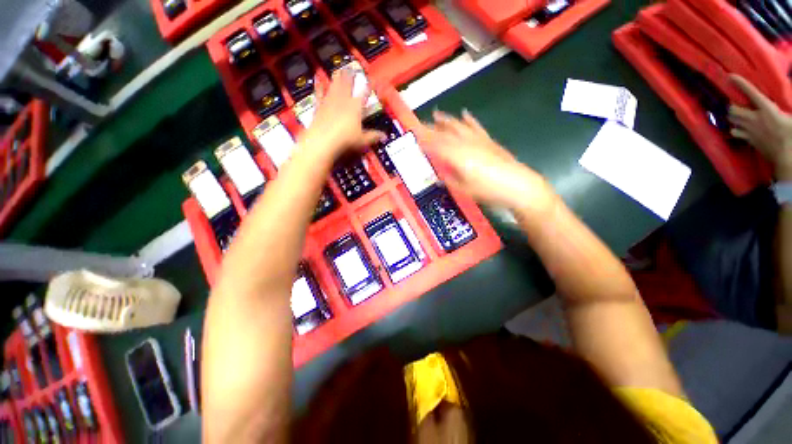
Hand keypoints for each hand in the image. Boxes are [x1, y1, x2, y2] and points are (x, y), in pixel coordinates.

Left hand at [298, 68, 383, 162]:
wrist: (323, 140)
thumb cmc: (346, 140)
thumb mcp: (362, 140)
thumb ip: (373, 136)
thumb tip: (384, 136)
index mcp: (356, 107)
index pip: (364, 93)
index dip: (369, 86)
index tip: (372, 80)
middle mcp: (343, 100)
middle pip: (348, 84)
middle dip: (351, 76)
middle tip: (351, 68)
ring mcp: (330, 101)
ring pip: (334, 85)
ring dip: (337, 77)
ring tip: (339, 69)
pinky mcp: (319, 106)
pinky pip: (319, 93)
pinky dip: (318, 85)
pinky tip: (317, 78)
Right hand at [419, 110, 557, 214]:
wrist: (517, 185)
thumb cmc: (488, 190)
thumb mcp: (464, 189)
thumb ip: (449, 179)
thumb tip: (438, 175)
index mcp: (457, 157)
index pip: (436, 146)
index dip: (424, 141)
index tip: (414, 136)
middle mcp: (465, 144)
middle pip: (445, 134)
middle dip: (431, 128)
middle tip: (420, 124)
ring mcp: (478, 140)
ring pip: (458, 127)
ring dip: (446, 120)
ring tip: (436, 114)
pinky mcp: (488, 140)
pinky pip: (476, 127)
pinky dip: (469, 120)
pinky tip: (464, 114)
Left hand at [729, 75, 791, 179]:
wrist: (787, 157)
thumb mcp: (791, 118)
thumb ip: (786, 107)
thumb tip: (780, 106)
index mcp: (767, 109)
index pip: (751, 92)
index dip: (740, 83)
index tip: (730, 76)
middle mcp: (754, 118)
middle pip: (734, 110)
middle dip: (731, 106)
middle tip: (733, 104)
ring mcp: (749, 130)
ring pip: (732, 121)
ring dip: (731, 118)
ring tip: (733, 115)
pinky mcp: (749, 140)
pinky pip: (736, 134)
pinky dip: (735, 130)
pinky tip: (736, 129)